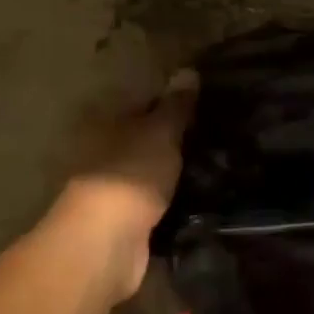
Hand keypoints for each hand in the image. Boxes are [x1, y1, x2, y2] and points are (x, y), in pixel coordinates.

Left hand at [57, 73, 196, 300]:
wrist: (107, 243)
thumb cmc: (131, 172)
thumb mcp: (161, 131)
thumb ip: (176, 105)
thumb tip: (187, 70)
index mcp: (101, 121)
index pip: (140, 101)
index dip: (170, 101)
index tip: (203, 103)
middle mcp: (98, 150)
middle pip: (142, 136)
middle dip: (172, 138)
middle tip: (215, 134)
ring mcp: (108, 187)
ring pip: (147, 170)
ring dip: (171, 170)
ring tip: (214, 165)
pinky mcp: (120, 220)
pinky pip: (152, 201)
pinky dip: (170, 200)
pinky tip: (198, 197)